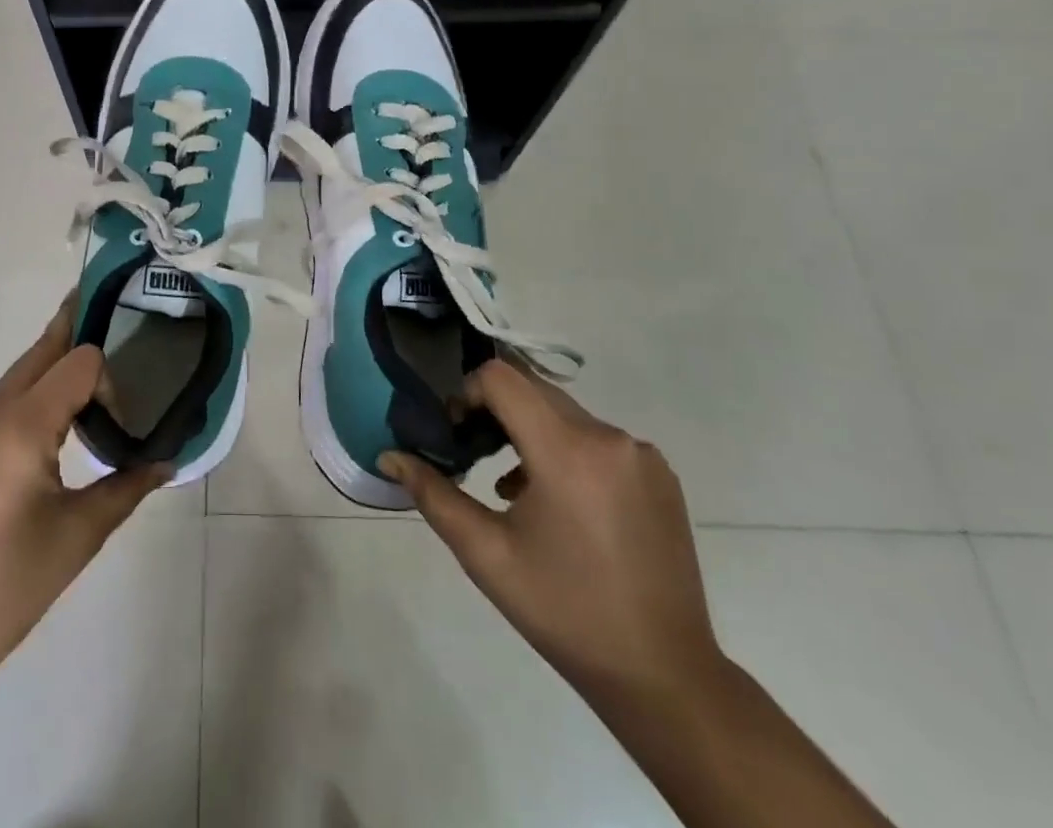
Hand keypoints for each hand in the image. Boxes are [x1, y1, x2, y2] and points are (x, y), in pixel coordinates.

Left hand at [0, 294, 168, 705]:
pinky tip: (42, 442)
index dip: (110, 379)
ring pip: (17, 378)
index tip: (123, 423)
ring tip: (90, 400)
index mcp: (16, 424)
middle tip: (118, 320)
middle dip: (79, 336)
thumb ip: (126, 486)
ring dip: (53, 378)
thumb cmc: (2, 590)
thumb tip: (168, 460)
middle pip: (42, 352)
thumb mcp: (76, 538)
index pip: (78, 361)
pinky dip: (26, 405)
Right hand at [380, 360, 723, 704]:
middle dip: (494, 410)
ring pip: (564, 413)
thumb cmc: (564, 612)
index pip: (502, 377)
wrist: (663, 675)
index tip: (456, 432)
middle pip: (533, 390)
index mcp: (568, 451)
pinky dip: (566, 450)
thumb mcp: (486, 554)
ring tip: (510, 487)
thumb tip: (388, 454)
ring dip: (529, 431)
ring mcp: (641, 454)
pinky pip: (597, 438)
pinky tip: (555, 502)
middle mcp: (610, 437)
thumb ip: (432, 494)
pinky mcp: (660, 474)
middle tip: (473, 453)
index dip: (467, 392)